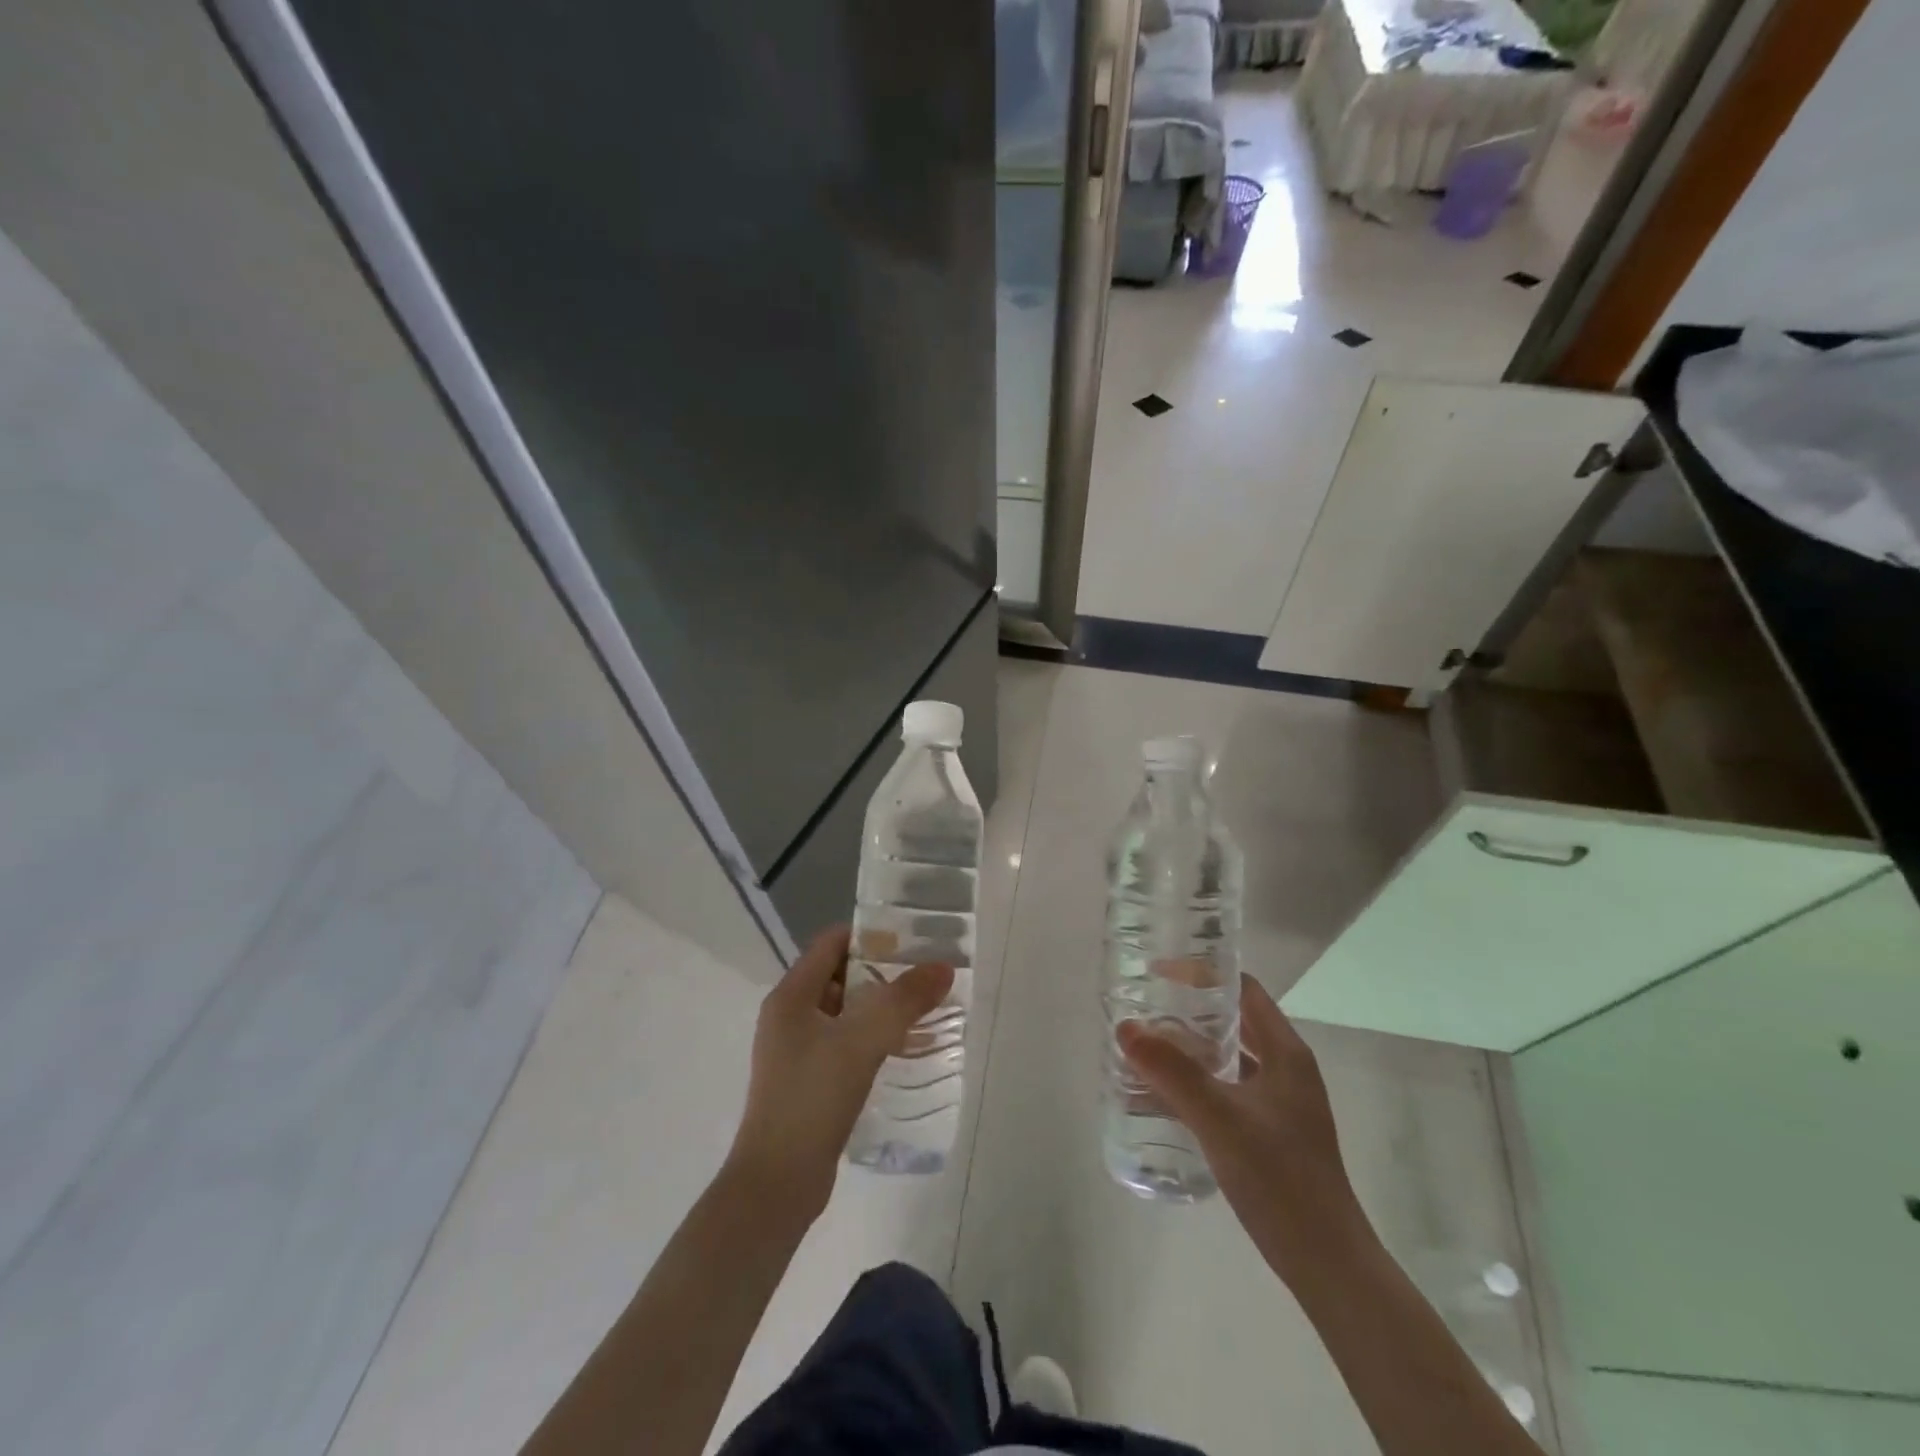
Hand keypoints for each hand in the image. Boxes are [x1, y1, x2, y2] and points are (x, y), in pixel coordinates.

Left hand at [726, 926, 953, 1219]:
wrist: (777, 1186)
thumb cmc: (811, 1099)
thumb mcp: (860, 1042)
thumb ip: (903, 1001)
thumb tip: (943, 967)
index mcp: (791, 996)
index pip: (831, 943)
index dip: (871, 935)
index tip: (913, 939)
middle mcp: (791, 1017)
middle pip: (842, 976)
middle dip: (885, 972)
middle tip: (928, 975)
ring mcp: (799, 1051)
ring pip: (848, 1013)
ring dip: (883, 1008)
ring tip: (928, 1010)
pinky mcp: (811, 1082)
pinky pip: (847, 1044)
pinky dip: (875, 1039)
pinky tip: (906, 1050)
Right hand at [1119, 976, 1367, 1283]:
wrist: (1327, 1263)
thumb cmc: (1280, 1178)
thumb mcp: (1219, 1118)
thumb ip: (1172, 1072)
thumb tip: (1125, 1027)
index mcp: (1286, 1052)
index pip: (1243, 990)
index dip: (1203, 974)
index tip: (1158, 973)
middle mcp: (1286, 1069)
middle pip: (1234, 1021)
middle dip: (1188, 1011)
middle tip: (1143, 1008)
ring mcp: (1281, 1104)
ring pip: (1229, 1058)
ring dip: (1190, 1050)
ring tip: (1144, 1047)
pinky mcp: (1271, 1134)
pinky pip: (1228, 1091)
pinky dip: (1198, 1084)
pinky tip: (1164, 1097)